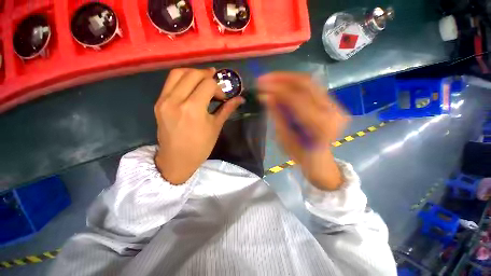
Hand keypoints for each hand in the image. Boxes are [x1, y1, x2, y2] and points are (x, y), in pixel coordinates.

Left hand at [154, 68, 243, 183]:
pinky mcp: (158, 103)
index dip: (218, 88)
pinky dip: (183, 79)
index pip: (208, 84)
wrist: (176, 160)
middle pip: (193, 74)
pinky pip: (170, 82)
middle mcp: (176, 100)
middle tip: (215, 83)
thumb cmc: (200, 147)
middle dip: (207, 75)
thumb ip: (227, 109)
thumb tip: (240, 99)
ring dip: (193, 73)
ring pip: (178, 73)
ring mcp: (164, 100)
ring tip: (203, 80)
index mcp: (193, 109)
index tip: (222, 97)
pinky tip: (191, 87)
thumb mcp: (215, 127)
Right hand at [258, 72, 349, 190]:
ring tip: (271, 79)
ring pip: (309, 83)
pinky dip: (295, 85)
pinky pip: (312, 88)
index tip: (261, 85)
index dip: (277, 89)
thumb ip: (277, 114)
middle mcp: (332, 111)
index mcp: (320, 125)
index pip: (296, 99)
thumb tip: (265, 96)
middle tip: (264, 78)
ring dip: (288, 79)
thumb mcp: (284, 136)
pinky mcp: (333, 103)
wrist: (318, 159)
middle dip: (282, 78)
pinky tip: (282, 84)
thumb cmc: (299, 154)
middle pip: (306, 84)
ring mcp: (335, 106)